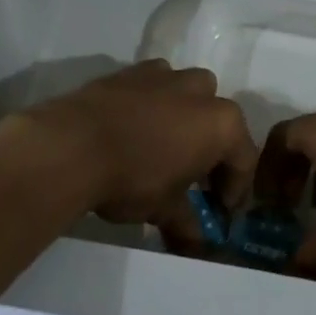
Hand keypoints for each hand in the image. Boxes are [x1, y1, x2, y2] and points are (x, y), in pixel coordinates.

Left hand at [16, 61, 255, 252]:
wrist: (72, 145)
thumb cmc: (132, 179)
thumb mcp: (163, 209)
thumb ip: (185, 223)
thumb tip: (196, 244)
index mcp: (222, 124)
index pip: (244, 159)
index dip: (236, 189)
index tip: (222, 210)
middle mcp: (201, 92)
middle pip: (220, 120)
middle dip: (213, 147)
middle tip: (196, 178)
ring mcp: (167, 76)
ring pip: (189, 93)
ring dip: (186, 117)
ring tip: (165, 146)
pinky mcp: (132, 70)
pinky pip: (155, 85)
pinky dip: (153, 102)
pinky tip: (135, 126)